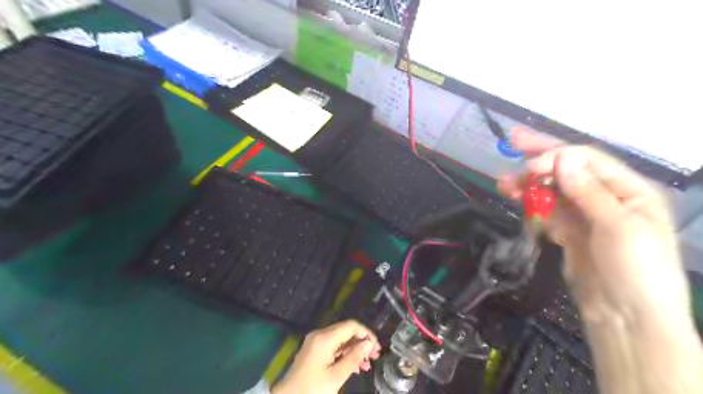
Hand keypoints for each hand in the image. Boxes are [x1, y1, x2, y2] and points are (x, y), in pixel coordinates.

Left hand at [272, 320, 382, 392]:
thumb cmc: (312, 389)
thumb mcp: (336, 376)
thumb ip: (353, 358)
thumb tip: (368, 344)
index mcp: (324, 338)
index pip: (351, 326)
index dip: (366, 333)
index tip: (377, 346)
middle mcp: (320, 335)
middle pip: (346, 331)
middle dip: (362, 342)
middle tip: (375, 356)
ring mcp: (316, 342)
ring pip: (341, 340)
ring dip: (355, 350)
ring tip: (367, 365)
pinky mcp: (314, 350)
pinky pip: (334, 347)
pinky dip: (345, 354)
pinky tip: (355, 367)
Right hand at [497, 127, 689, 324]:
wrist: (625, 318)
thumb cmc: (637, 271)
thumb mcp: (619, 228)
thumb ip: (589, 192)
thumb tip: (563, 158)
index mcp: (629, 190)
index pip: (588, 161)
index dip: (557, 157)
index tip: (529, 165)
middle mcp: (606, 196)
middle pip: (569, 169)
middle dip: (540, 156)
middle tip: (511, 141)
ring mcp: (585, 214)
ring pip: (552, 190)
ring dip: (529, 184)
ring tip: (503, 184)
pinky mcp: (569, 231)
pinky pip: (547, 210)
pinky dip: (533, 205)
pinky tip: (519, 202)